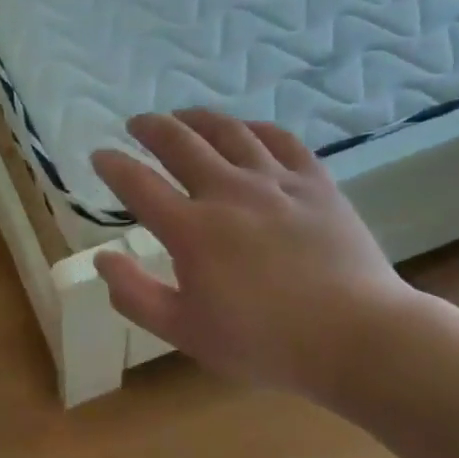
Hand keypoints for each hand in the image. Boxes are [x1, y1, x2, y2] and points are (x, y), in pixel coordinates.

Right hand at [91, 110, 422, 399]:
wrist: (358, 337)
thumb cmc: (266, 342)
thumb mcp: (185, 332)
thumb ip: (136, 295)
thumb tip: (102, 259)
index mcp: (192, 229)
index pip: (138, 183)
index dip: (113, 165)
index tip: (100, 155)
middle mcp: (228, 191)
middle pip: (179, 141)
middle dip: (150, 127)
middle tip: (137, 123)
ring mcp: (275, 181)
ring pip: (228, 131)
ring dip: (197, 118)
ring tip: (183, 115)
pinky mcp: (315, 182)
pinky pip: (280, 139)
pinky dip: (255, 128)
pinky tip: (246, 130)